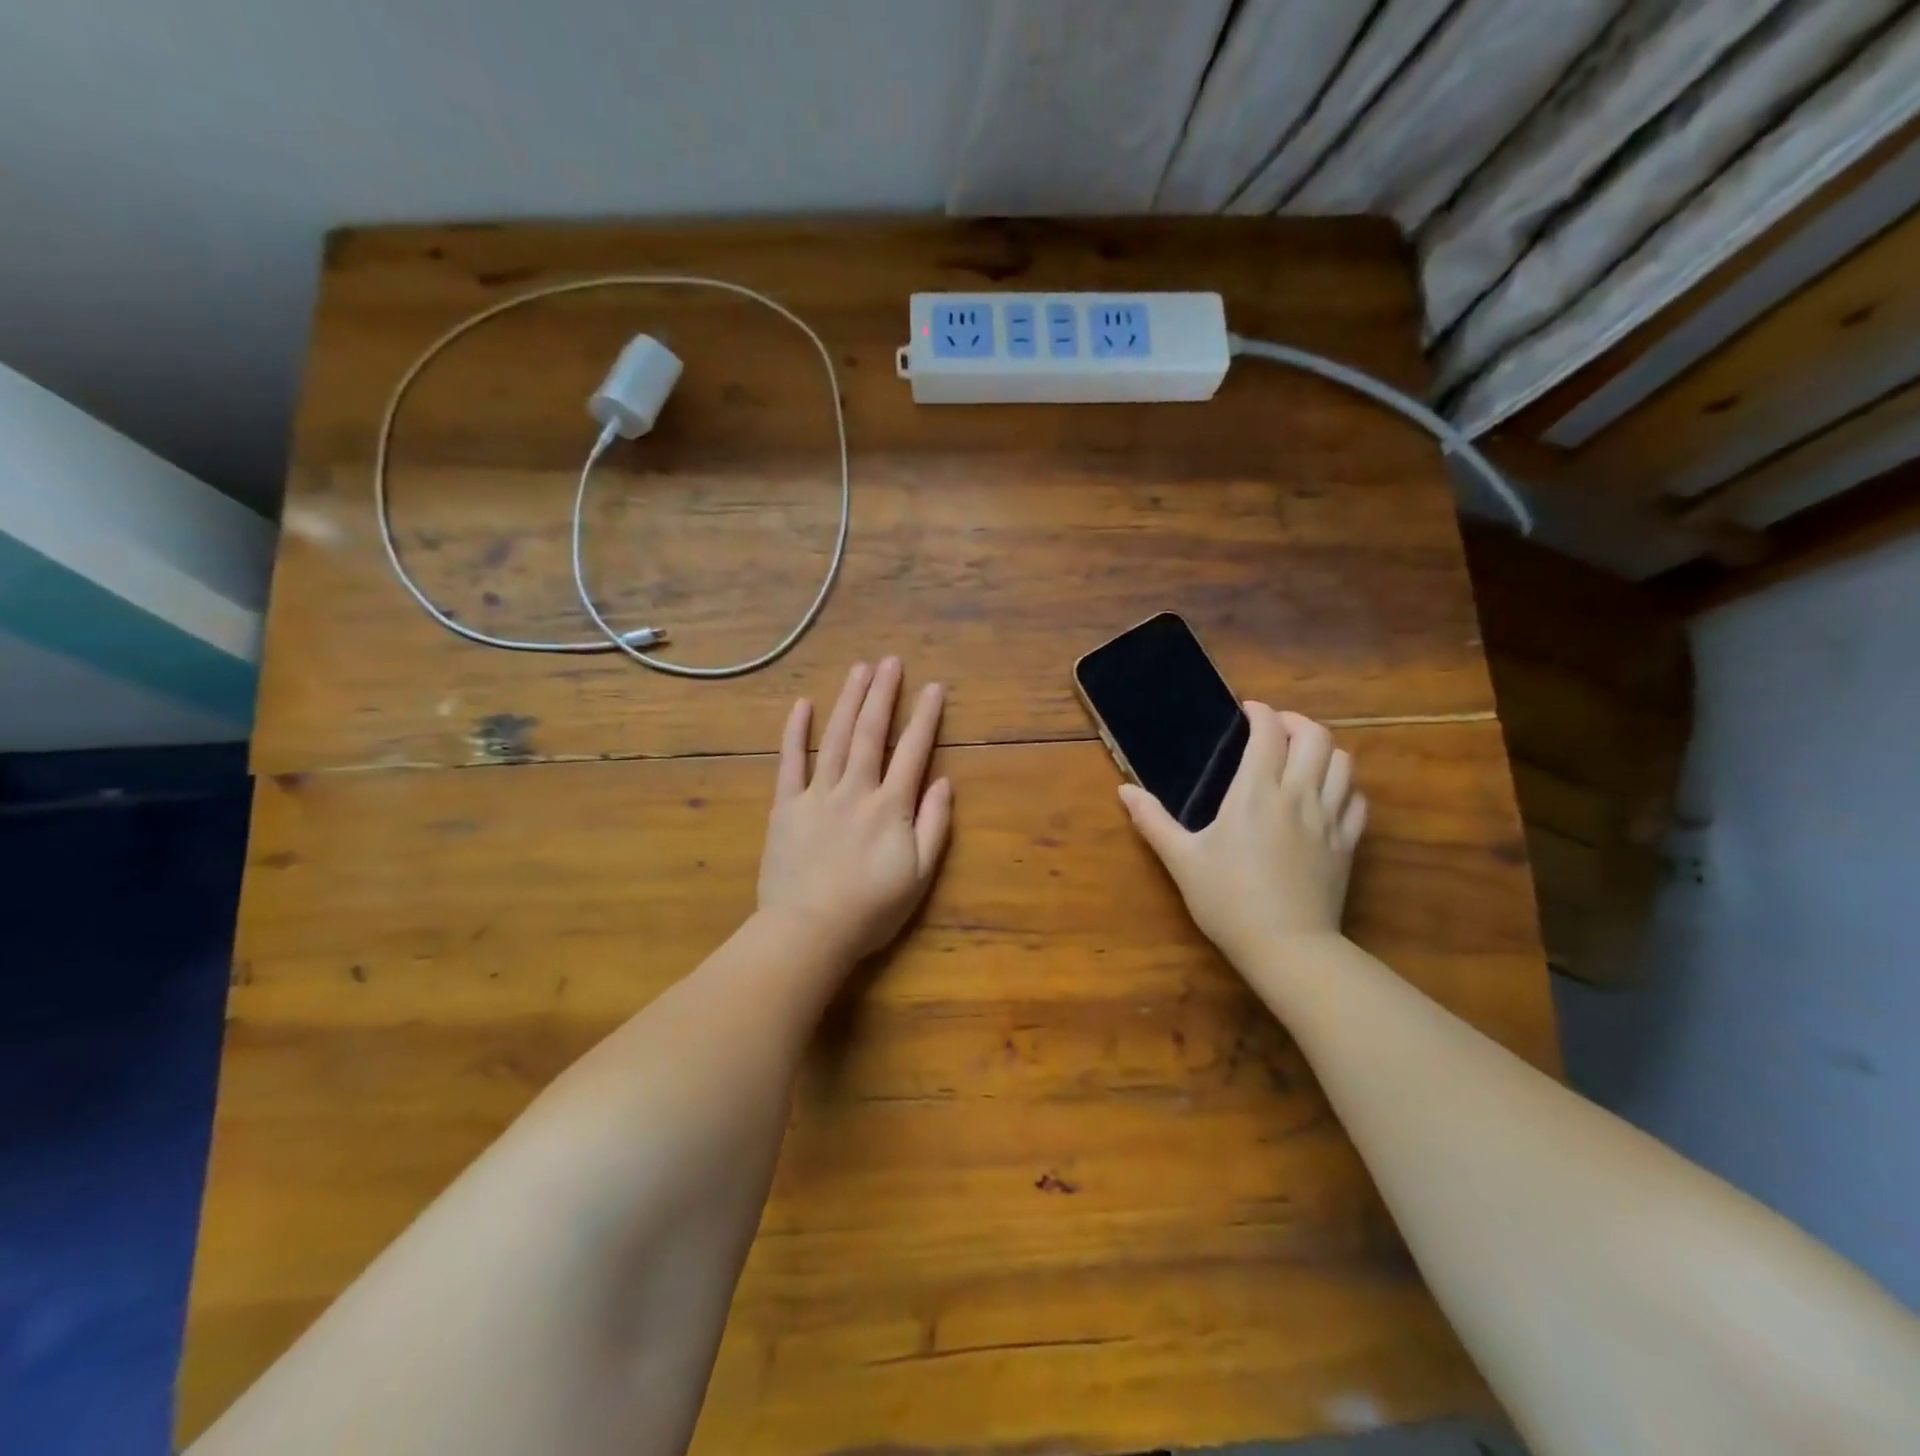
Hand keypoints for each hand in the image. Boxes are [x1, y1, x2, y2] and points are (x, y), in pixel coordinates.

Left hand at [757, 658, 952, 962]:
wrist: (809, 931)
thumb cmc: (870, 909)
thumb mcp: (918, 875)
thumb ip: (933, 825)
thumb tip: (943, 781)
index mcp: (890, 806)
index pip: (912, 751)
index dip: (924, 717)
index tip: (933, 687)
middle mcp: (855, 789)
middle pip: (870, 732)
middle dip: (883, 694)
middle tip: (891, 661)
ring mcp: (817, 794)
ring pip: (835, 738)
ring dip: (848, 701)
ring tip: (859, 669)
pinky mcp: (786, 806)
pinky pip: (790, 762)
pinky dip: (795, 732)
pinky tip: (802, 704)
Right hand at [1119, 706, 1366, 968]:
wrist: (1286, 946)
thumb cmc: (1227, 900)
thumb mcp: (1181, 860)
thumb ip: (1152, 821)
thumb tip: (1124, 791)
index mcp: (1255, 792)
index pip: (1269, 732)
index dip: (1261, 713)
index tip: (1248, 711)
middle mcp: (1298, 795)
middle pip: (1315, 737)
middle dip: (1296, 722)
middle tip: (1275, 728)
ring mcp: (1329, 819)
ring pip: (1343, 763)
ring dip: (1324, 749)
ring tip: (1303, 756)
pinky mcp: (1347, 844)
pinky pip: (1357, 800)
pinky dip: (1345, 785)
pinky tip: (1328, 794)